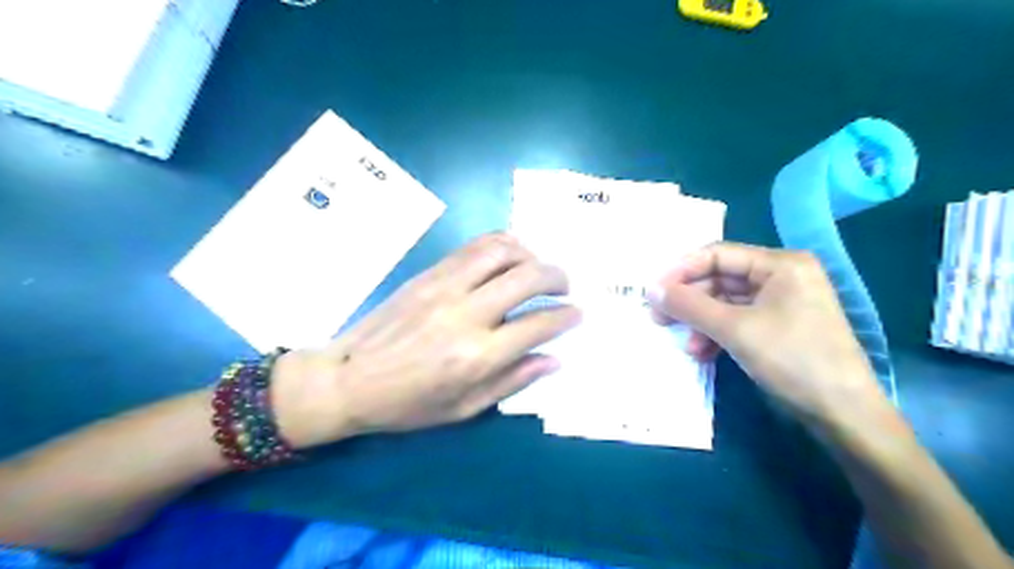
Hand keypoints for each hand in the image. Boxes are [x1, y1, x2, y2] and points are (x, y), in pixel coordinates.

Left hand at [272, 233, 582, 447]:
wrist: (347, 378)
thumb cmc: (407, 404)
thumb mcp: (464, 408)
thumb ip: (513, 381)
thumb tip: (553, 359)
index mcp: (477, 356)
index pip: (538, 324)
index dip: (566, 316)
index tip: (577, 313)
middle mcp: (466, 314)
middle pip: (527, 277)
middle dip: (557, 277)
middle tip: (565, 287)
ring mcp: (445, 287)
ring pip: (502, 250)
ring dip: (531, 254)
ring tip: (537, 268)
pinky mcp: (429, 273)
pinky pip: (473, 246)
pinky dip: (501, 245)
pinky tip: (509, 257)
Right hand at [649, 243, 887, 427]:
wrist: (843, 414)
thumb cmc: (793, 359)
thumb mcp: (735, 329)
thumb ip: (689, 306)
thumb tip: (650, 289)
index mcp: (780, 264)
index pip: (718, 255)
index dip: (682, 271)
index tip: (654, 291)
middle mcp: (780, 277)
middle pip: (720, 279)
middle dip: (690, 301)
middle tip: (658, 318)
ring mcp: (780, 303)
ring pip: (725, 303)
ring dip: (701, 322)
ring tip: (685, 344)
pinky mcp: (777, 327)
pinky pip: (736, 322)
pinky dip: (717, 335)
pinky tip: (703, 353)